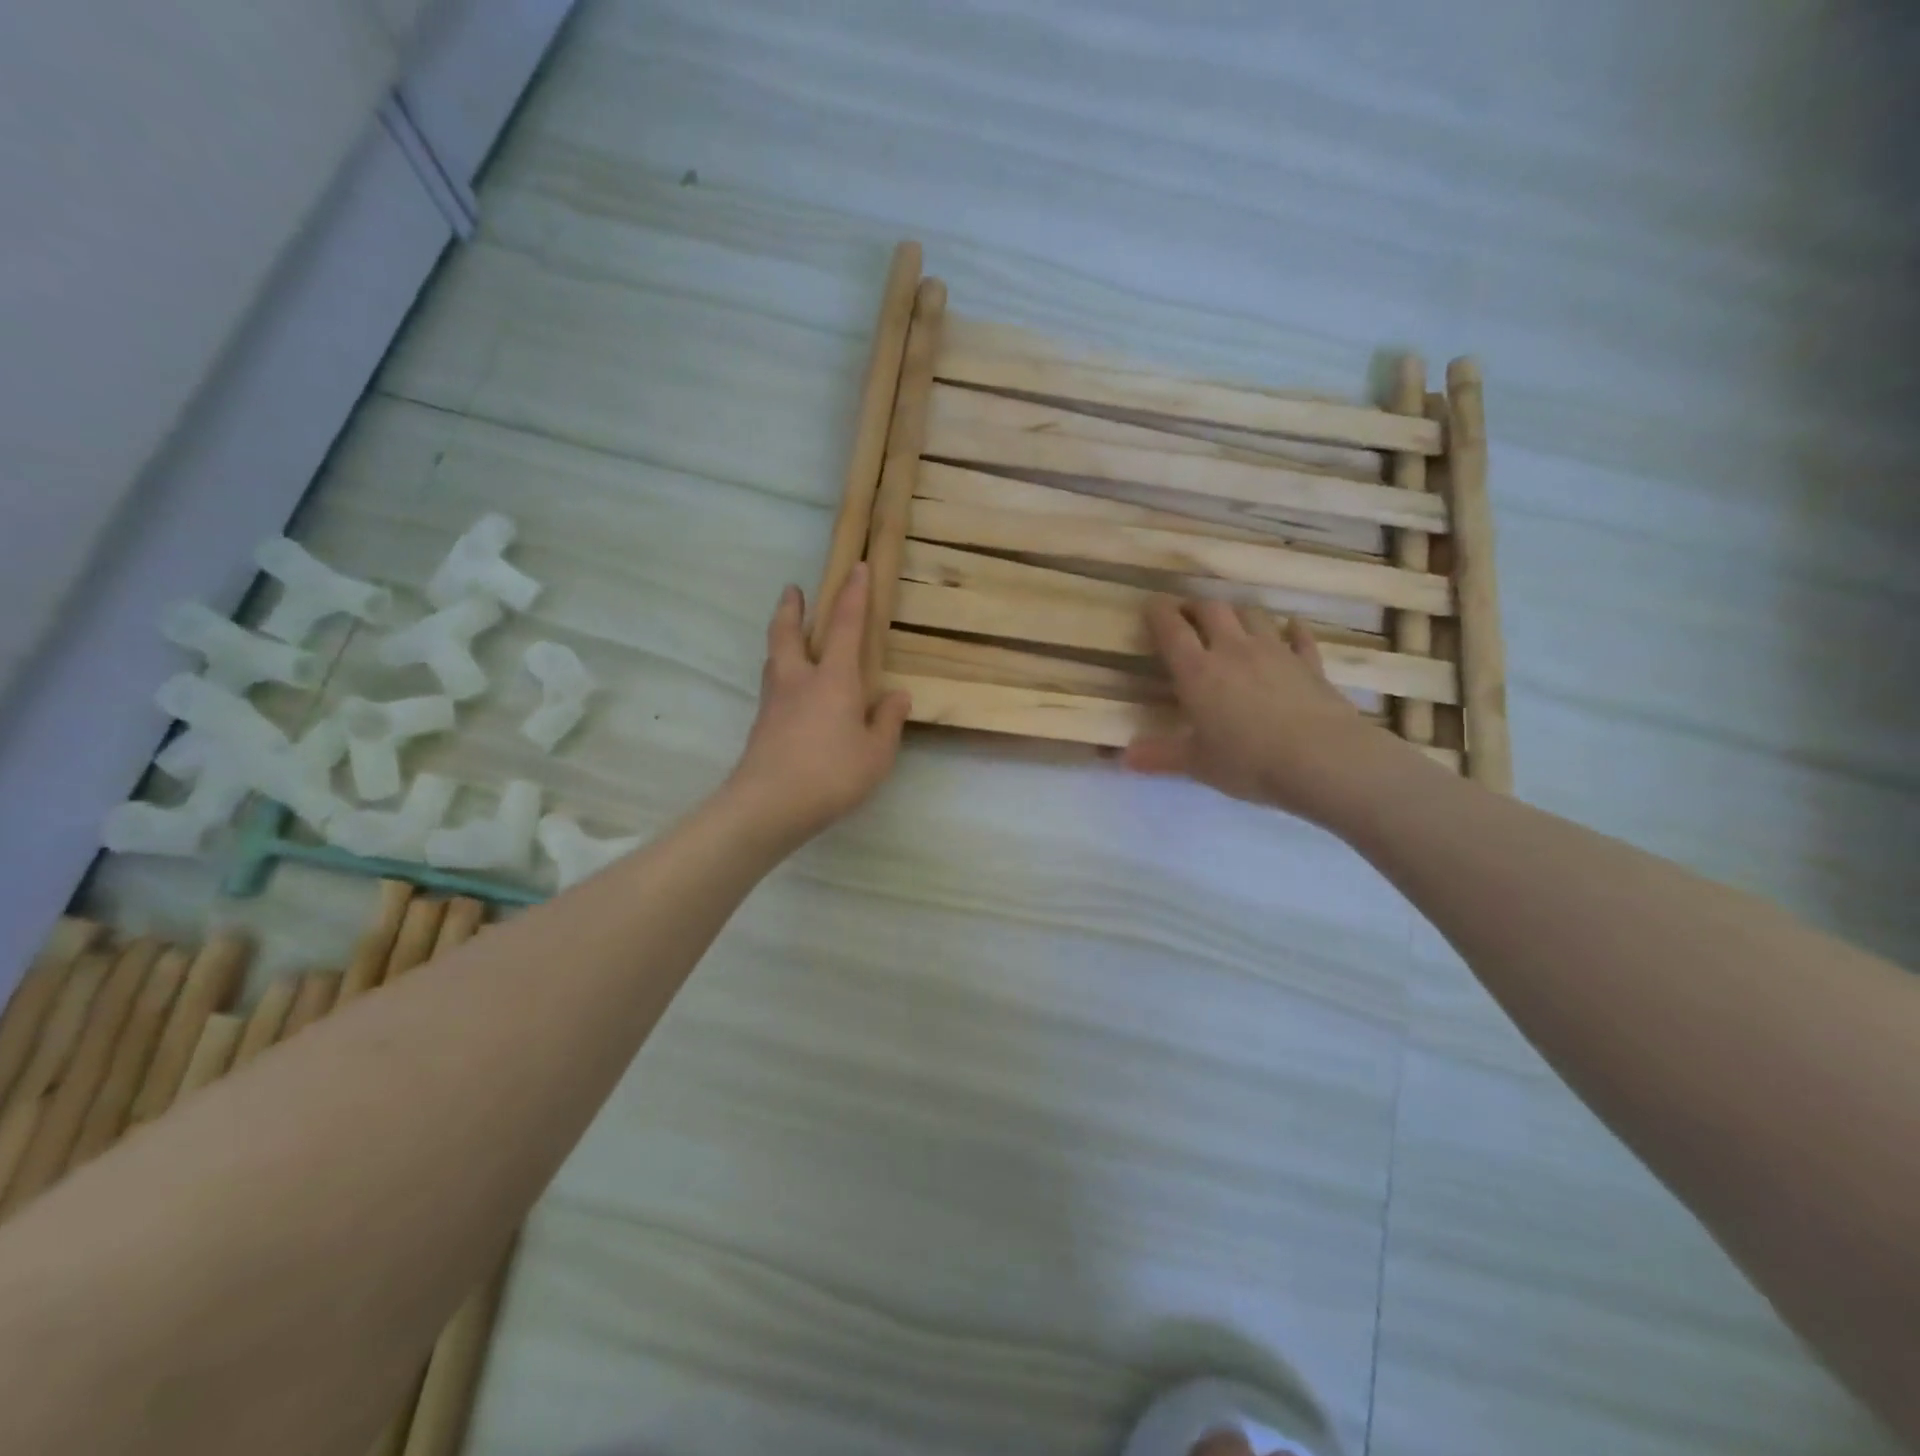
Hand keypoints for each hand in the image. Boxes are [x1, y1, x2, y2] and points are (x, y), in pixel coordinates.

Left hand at [724, 564, 911, 842]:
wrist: (769, 805)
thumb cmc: (832, 774)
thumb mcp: (876, 753)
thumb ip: (887, 721)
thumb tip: (897, 696)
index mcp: (833, 679)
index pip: (844, 626)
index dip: (853, 595)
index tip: (856, 568)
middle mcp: (799, 680)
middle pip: (788, 633)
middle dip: (792, 608)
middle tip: (792, 590)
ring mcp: (774, 701)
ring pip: (774, 657)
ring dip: (781, 637)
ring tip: (788, 635)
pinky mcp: (761, 724)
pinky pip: (772, 685)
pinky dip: (779, 672)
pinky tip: (789, 690)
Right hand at [1123, 596, 1406, 823]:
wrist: (1322, 760)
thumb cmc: (1248, 761)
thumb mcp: (1197, 764)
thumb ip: (1160, 756)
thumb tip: (1124, 758)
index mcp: (1198, 672)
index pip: (1171, 629)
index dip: (1158, 613)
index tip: (1150, 606)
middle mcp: (1233, 651)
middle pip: (1212, 610)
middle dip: (1196, 606)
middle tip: (1187, 615)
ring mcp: (1275, 652)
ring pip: (1252, 615)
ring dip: (1238, 613)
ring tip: (1231, 621)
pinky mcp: (1310, 663)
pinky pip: (1299, 637)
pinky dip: (1292, 630)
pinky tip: (1290, 628)